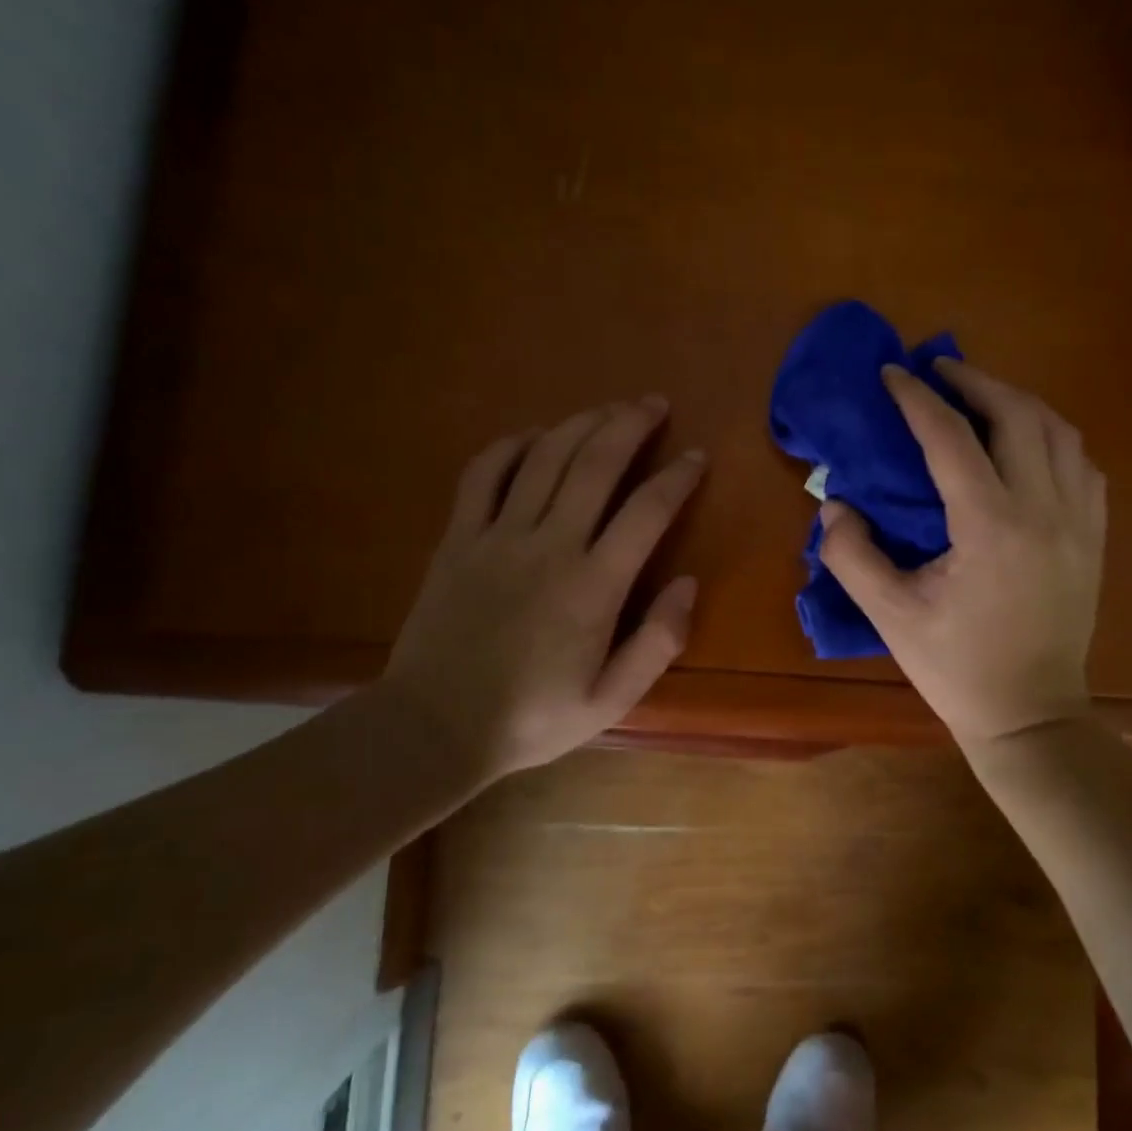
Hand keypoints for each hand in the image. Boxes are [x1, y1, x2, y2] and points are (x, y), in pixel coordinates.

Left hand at [380, 396, 704, 781]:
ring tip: (609, 408)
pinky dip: (512, 445)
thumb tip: (688, 583)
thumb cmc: (532, 718)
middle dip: (630, 425)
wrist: (434, 727)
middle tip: (654, 403)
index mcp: (593, 587)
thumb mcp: (611, 700)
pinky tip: (535, 435)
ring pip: (545, 458)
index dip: (677, 477)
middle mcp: (549, 546)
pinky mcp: (458, 538)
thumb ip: (658, 642)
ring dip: (581, 423)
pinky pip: (484, 474)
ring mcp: (497, 536)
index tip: (697, 457)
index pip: (647, 512)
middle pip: (595, 464)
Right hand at [819, 359, 1105, 746]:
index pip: (951, 437)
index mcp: (990, 526)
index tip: (892, 374)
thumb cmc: (956, 667)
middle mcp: (1044, 509)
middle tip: (938, 372)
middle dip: (974, 381)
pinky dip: (1051, 437)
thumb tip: (835, 505)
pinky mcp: (1094, 536)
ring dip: (1016, 402)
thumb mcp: (890, 615)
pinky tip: (1026, 444)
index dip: (917, 399)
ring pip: (1059, 430)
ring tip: (980, 397)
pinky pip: (1081, 463)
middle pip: (1017, 414)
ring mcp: (1079, 521)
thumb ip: (852, 554)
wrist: (1030, 713)